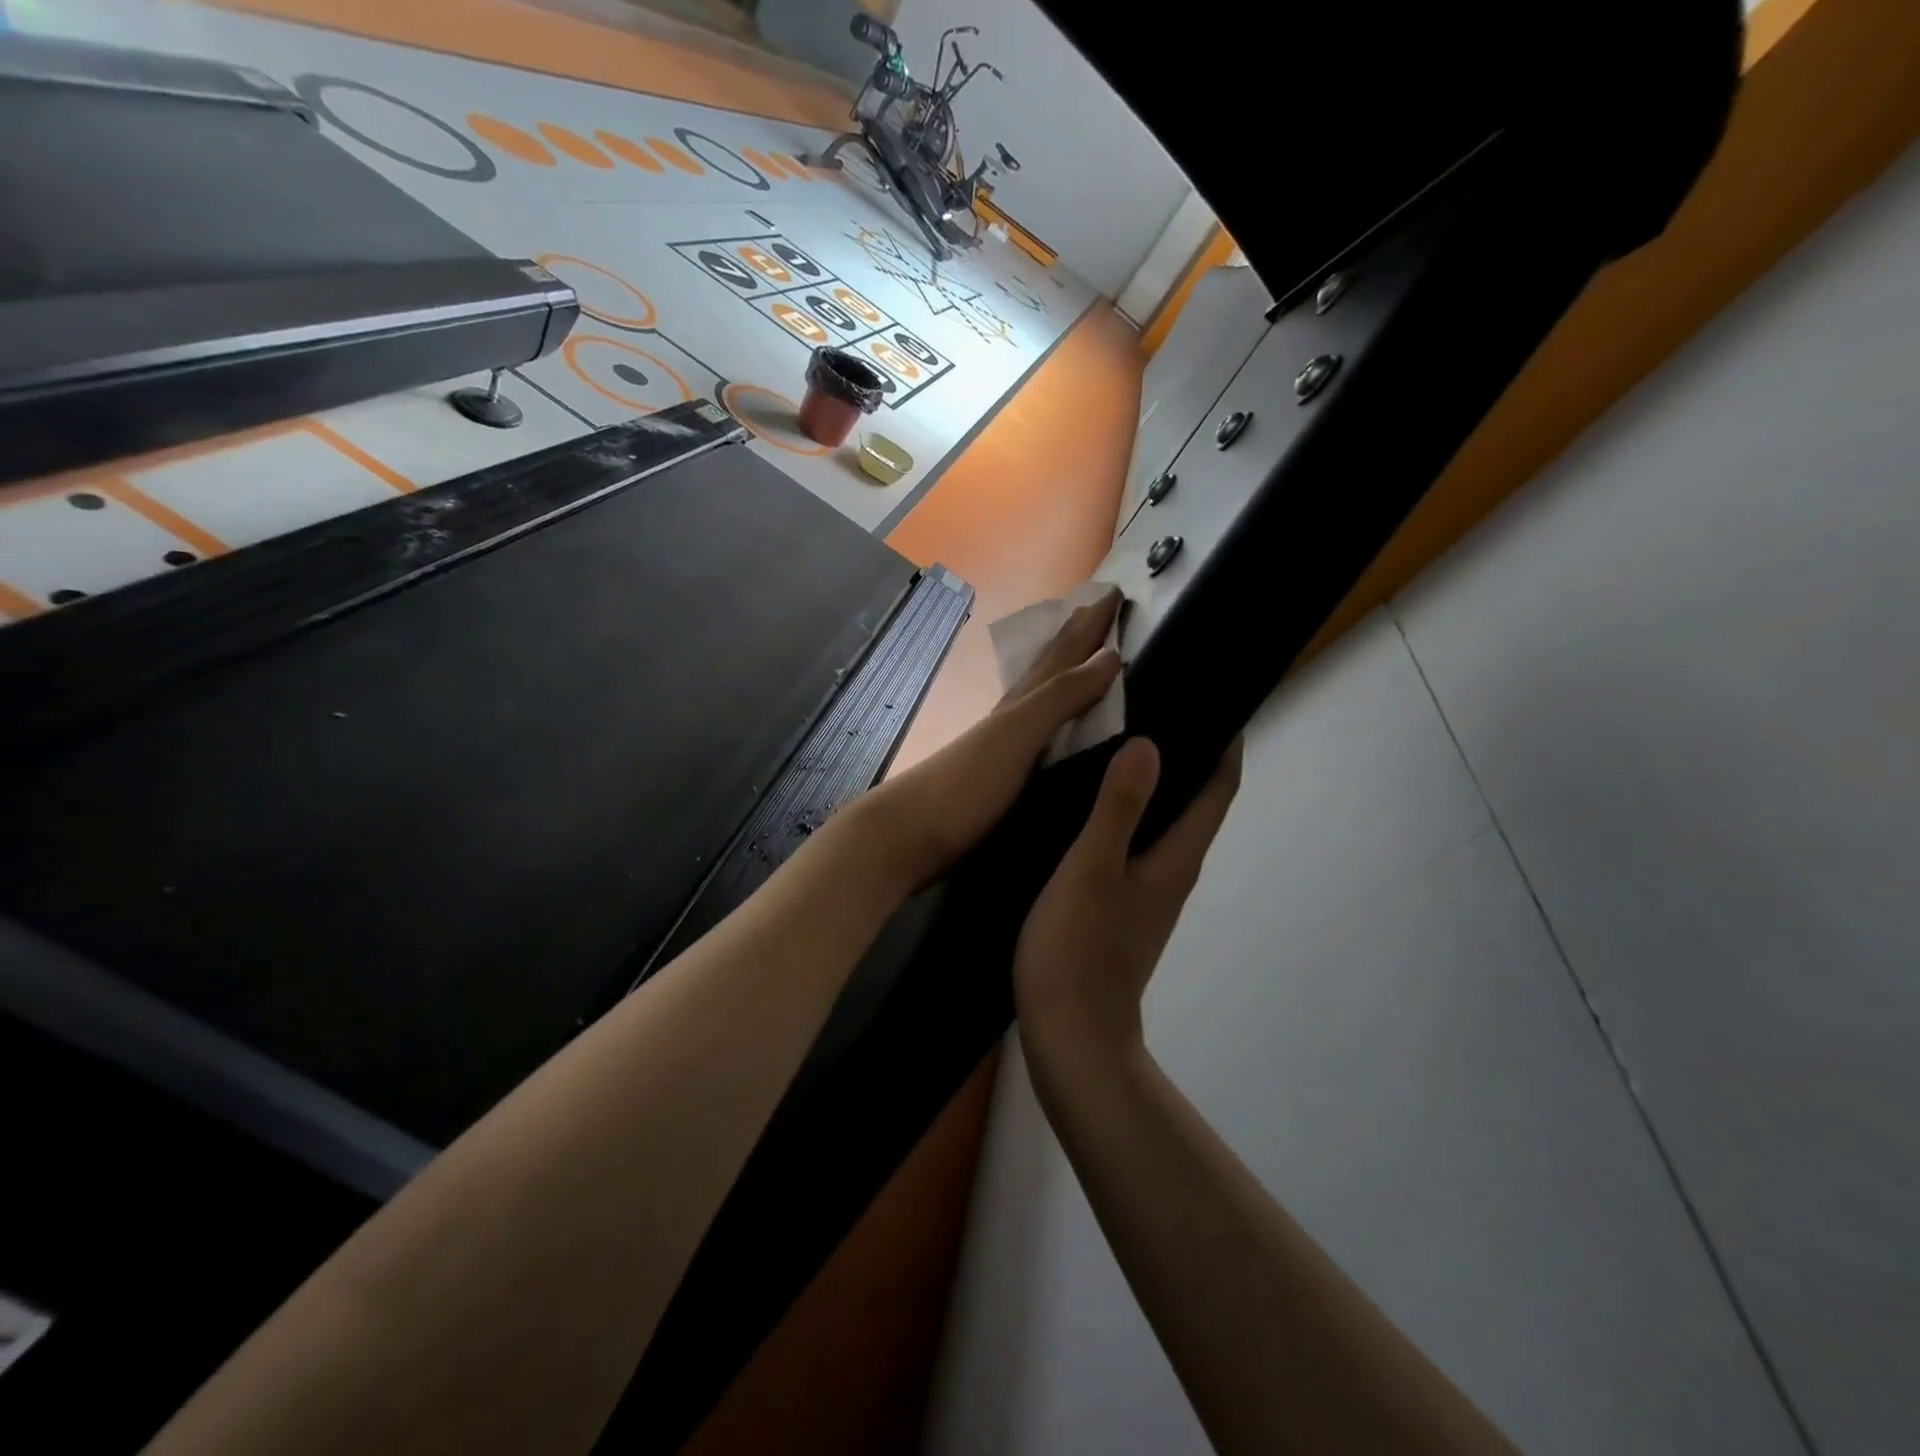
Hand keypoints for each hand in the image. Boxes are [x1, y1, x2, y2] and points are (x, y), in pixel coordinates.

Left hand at [859, 588, 1122, 889]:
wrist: (907, 834)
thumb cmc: (965, 784)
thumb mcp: (1017, 735)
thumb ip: (1060, 697)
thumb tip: (1110, 655)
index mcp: (1020, 704)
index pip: (1061, 654)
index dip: (1088, 625)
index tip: (1114, 593)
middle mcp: (1010, 716)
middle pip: (1045, 667)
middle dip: (1074, 636)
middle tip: (1098, 608)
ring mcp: (1000, 746)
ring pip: (1037, 696)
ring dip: (1061, 671)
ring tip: (1080, 657)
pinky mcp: (997, 778)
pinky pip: (1034, 732)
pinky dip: (1051, 717)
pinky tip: (1052, 729)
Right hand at [1014, 735, 1241, 1064]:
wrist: (1071, 1036)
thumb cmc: (1079, 950)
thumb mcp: (1091, 870)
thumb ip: (1118, 808)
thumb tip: (1149, 744)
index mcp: (1176, 858)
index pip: (1219, 788)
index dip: (1226, 742)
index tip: (1210, 698)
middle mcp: (1173, 871)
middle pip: (1196, 801)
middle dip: (1187, 753)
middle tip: (1153, 707)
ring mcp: (1149, 892)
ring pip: (1164, 822)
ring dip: (1155, 783)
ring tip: (1118, 743)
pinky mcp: (1124, 907)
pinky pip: (1136, 843)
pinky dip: (1128, 812)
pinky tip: (1091, 804)